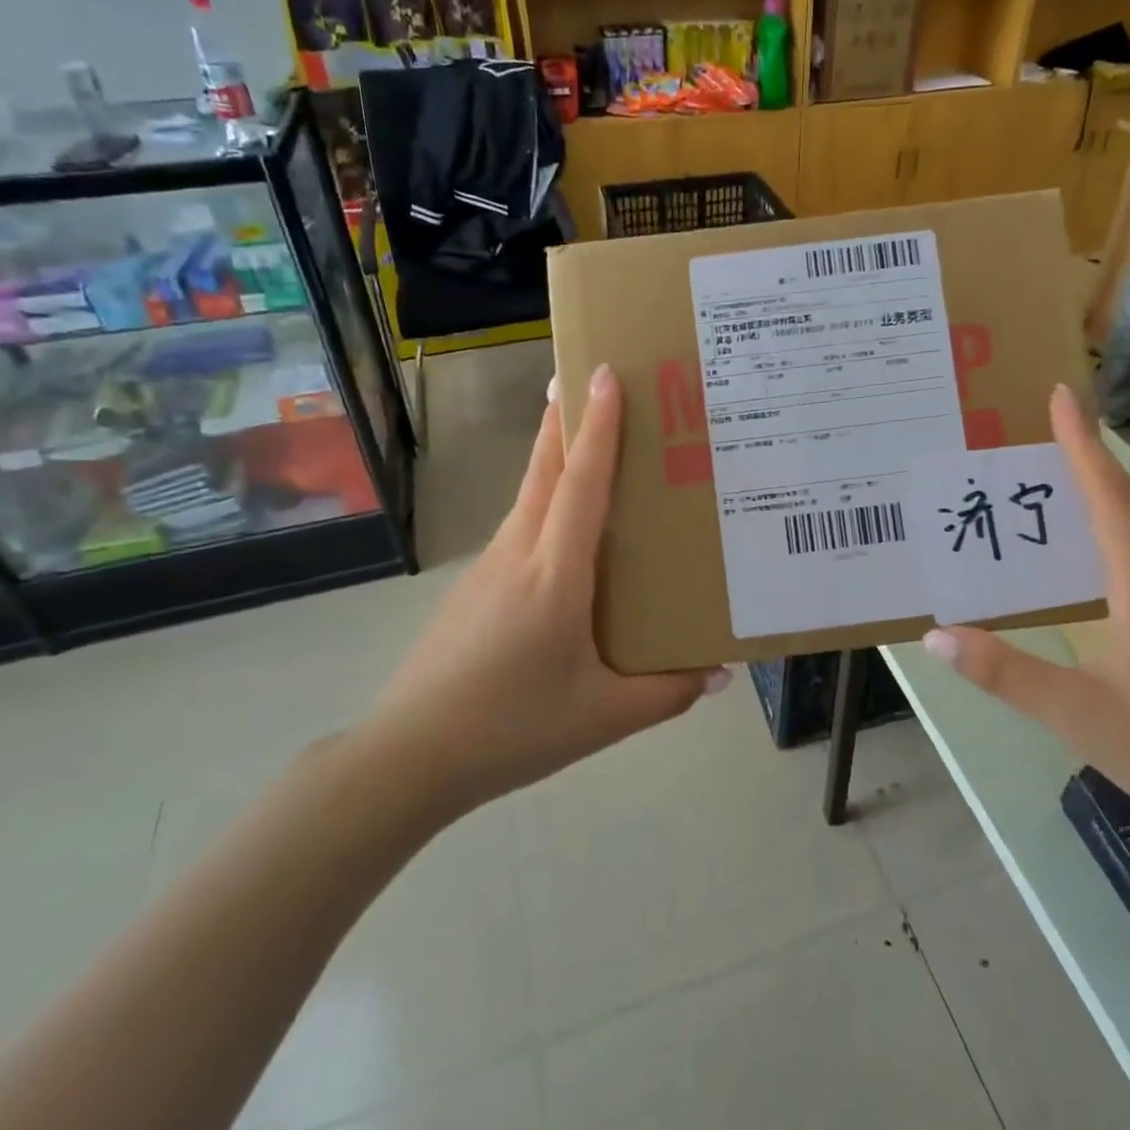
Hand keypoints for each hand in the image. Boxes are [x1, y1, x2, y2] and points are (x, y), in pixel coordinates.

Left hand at [362, 365, 723, 824]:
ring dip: (554, 454)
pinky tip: (565, 529)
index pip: (581, 482)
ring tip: (588, 439)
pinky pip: (520, 525)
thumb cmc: (512, 728)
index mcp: (555, 574)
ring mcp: (489, 566)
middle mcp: (518, 553)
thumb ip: (668, 692)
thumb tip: (720, 672)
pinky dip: (545, 499)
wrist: (409, 756)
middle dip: (565, 417)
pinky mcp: (475, 585)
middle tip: (589, 375)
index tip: (606, 373)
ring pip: (529, 493)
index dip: (597, 426)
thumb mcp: (604, 717)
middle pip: (544, 468)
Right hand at [922, 387, 1129, 851]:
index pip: (1110, 499)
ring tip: (1070, 476)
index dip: (1083, 445)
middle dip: (1094, 456)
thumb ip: (1005, 675)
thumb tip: (935, 637)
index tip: (1064, 395)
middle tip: (1055, 426)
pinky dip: (1125, 526)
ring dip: (1112, 489)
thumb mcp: (1079, 717)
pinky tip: (1105, 551)